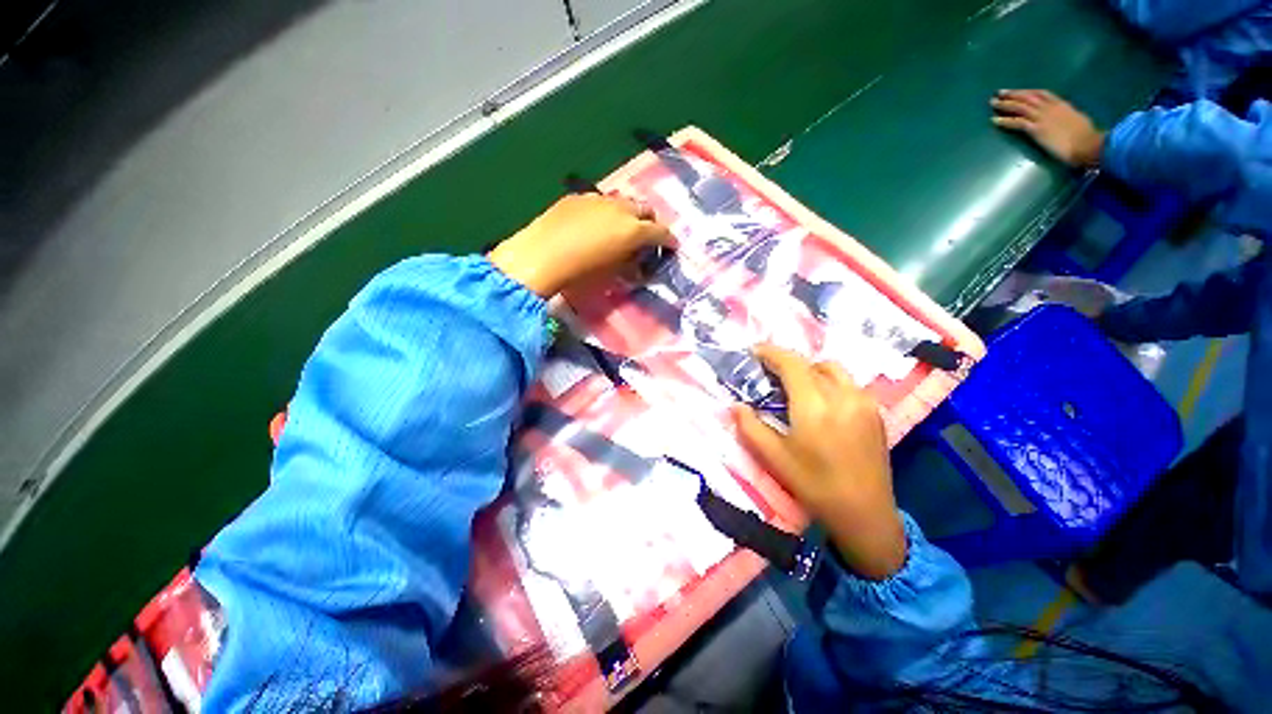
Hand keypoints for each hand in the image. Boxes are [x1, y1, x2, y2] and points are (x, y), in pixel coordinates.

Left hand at [488, 194, 675, 297]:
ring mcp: (598, 199)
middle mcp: (620, 209)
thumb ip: (630, 263)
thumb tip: (637, 262)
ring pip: (624, 202)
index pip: (660, 232)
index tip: (671, 247)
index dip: (669, 240)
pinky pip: (601, 202)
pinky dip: (607, 211)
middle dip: (651, 222)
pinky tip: (595, 224)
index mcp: (632, 230)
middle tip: (648, 237)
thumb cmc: (579, 274)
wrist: (538, 257)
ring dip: (629, 214)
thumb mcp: (612, 273)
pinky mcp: (578, 197)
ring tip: (621, 229)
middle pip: (645, 209)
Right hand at [733, 345, 905, 579]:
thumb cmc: (814, 486)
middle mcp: (842, 396)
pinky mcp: (875, 412)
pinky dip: (828, 381)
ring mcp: (863, 402)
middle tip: (770, 374)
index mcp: (815, 406)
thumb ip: (750, 427)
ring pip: (833, 369)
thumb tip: (736, 405)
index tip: (754, 351)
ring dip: (810, 370)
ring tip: (795, 386)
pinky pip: (848, 383)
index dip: (771, 352)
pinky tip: (820, 403)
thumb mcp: (774, 458)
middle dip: (788, 363)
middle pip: (811, 363)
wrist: (865, 514)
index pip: (792, 363)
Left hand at [991, 89, 1104, 167]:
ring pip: (1020, 107)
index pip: (1042, 94)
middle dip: (1013, 94)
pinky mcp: (1037, 129)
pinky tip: (994, 120)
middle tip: (1000, 92)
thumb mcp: (1077, 119)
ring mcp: (1043, 117)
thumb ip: (1067, 116)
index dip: (1028, 92)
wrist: (1086, 143)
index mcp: (1062, 104)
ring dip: (1005, 104)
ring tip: (993, 103)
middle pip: (1028, 97)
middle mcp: (1050, 108)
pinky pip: (1017, 123)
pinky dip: (1004, 121)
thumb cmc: (1086, 136)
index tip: (1018, 91)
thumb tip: (1063, 118)